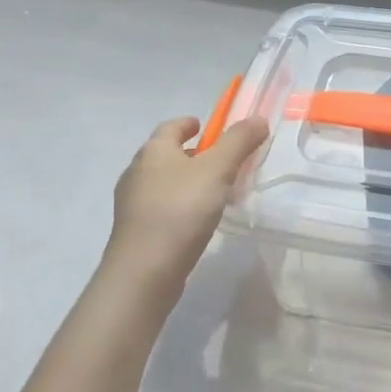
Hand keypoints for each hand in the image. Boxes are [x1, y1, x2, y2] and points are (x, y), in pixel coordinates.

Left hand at [100, 114, 267, 304]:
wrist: (144, 272)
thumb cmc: (181, 210)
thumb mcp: (218, 170)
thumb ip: (239, 142)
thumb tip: (258, 119)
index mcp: (154, 151)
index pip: (171, 126)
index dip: (189, 123)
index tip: (207, 126)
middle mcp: (137, 172)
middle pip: (166, 154)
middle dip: (192, 153)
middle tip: (221, 161)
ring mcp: (132, 204)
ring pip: (164, 182)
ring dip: (187, 181)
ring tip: (215, 192)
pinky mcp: (135, 231)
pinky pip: (161, 207)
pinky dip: (180, 205)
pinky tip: (198, 220)